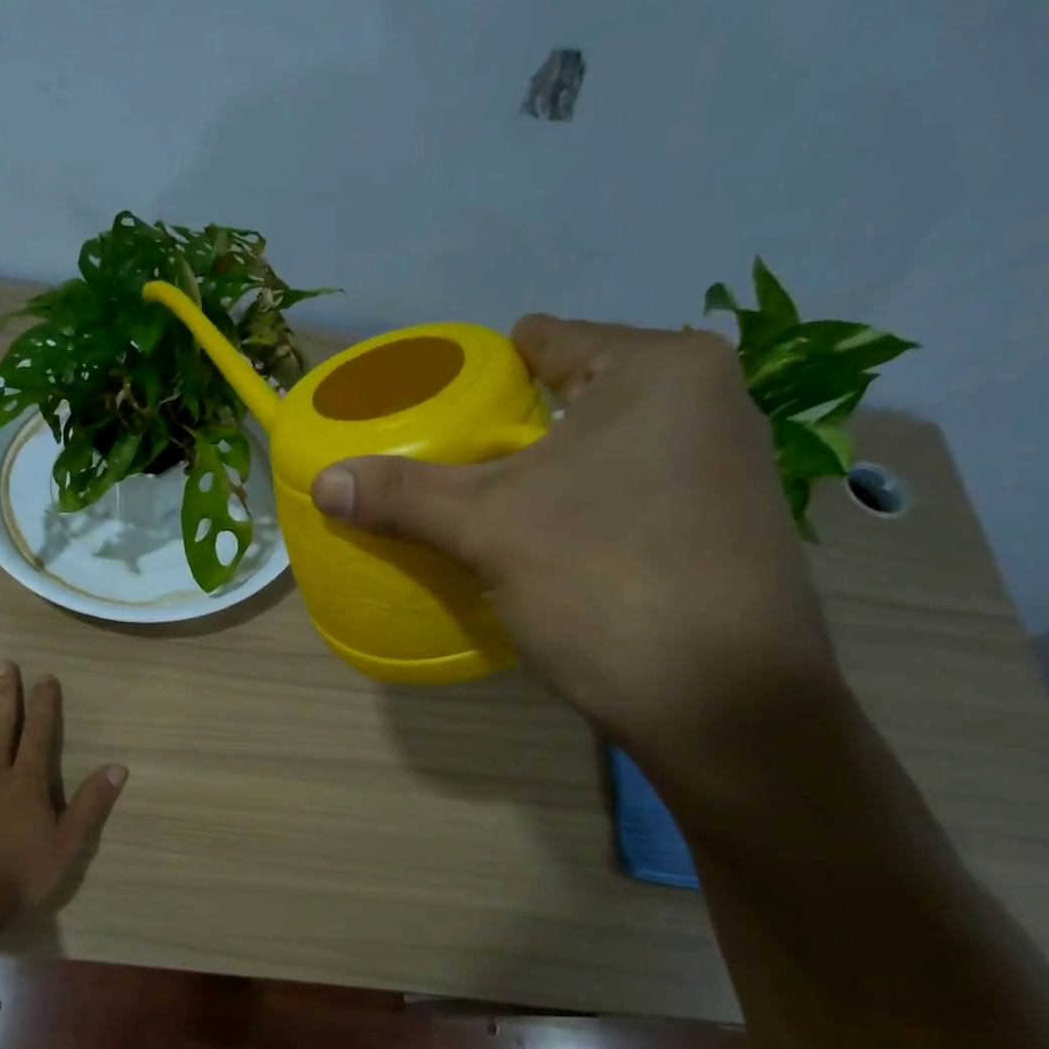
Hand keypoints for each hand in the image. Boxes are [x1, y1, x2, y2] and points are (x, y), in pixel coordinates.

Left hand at [0, 662, 128, 910]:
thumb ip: (92, 803)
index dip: (44, 705)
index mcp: (28, 782)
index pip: (39, 734)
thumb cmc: (24, 873)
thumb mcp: (70, 843)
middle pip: (3, 727)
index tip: (45, 677)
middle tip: (4, 665)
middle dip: (7, 695)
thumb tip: (118, 767)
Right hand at [311, 317, 838, 753]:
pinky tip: (546, 542)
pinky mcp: (722, 525)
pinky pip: (628, 492)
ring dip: (544, 473)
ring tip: (483, 504)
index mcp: (660, 369)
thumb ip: (403, 495)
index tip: (432, 407)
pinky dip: (582, 505)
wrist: (725, 708)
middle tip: (444, 464)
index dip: (479, 372)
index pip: (545, 340)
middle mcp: (707, 401)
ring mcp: (723, 467)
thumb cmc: (606, 583)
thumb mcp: (489, 530)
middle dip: (508, 430)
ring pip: (602, 449)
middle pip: (572, 396)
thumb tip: (324, 482)